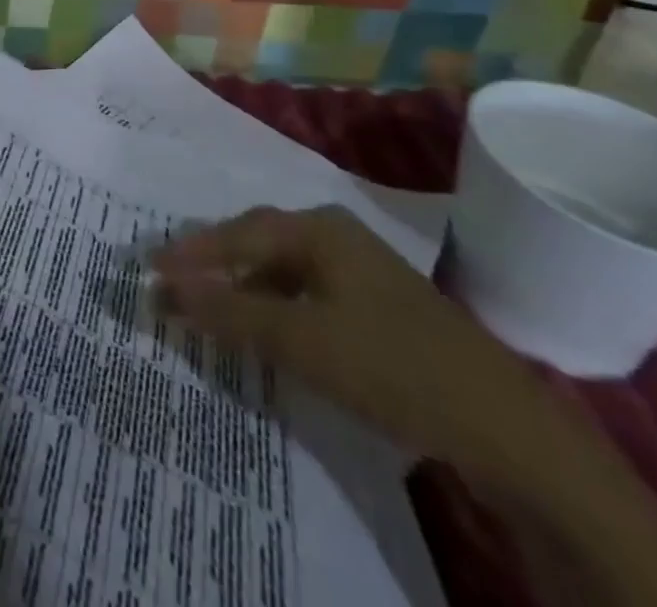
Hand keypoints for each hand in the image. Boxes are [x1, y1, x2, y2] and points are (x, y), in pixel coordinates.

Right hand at [148, 205, 589, 493]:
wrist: (506, 429)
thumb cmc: (392, 365)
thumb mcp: (301, 340)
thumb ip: (230, 312)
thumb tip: (165, 290)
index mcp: (318, 228)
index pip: (236, 234)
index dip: (191, 253)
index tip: (150, 268)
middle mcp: (336, 236)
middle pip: (258, 242)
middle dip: (214, 263)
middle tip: (175, 281)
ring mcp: (360, 270)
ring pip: (282, 270)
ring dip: (244, 288)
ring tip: (212, 308)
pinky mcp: (377, 307)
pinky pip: (306, 294)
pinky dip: (276, 308)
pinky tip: (268, 331)